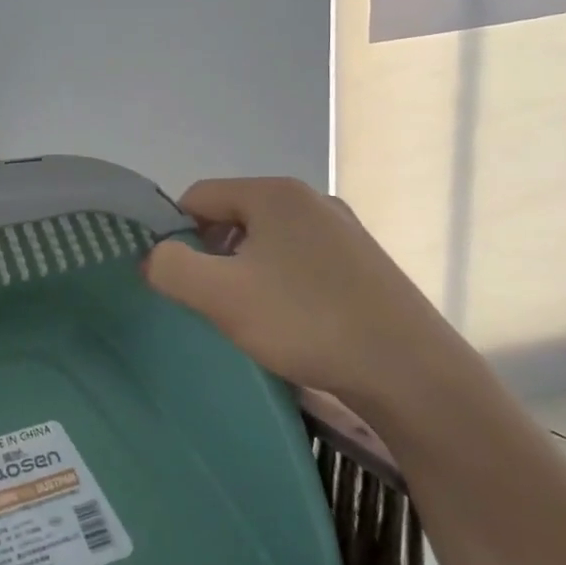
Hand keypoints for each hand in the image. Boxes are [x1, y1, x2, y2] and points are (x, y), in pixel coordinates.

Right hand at [142, 178, 477, 415]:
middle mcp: (311, 200)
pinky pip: (302, 261)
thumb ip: (171, 268)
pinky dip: (284, 284)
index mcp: (274, 193)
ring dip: (248, 271)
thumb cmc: (306, 322)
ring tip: (253, 316)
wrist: (410, 371)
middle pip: (234, 217)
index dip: (176, 234)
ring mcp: (344, 230)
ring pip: (269, 241)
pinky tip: (294, 322)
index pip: (199, 197)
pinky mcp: (364, 262)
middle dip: (214, 255)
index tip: (179, 279)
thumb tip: (154, 257)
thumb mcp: (221, 295)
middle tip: (214, 301)